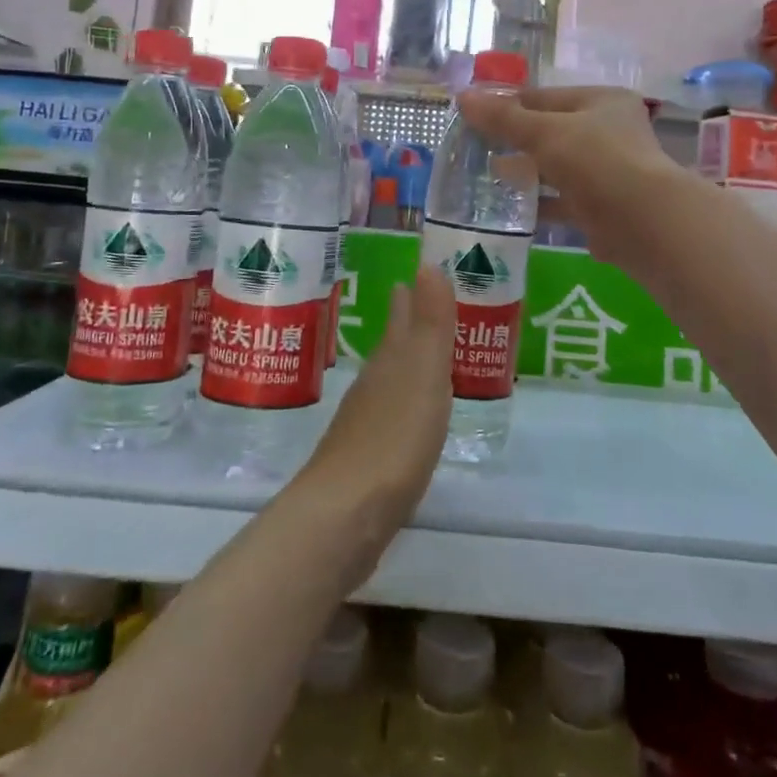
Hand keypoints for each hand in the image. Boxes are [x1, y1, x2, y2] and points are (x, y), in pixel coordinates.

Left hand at [291, 267, 455, 585]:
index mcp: (390, 360)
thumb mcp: (423, 373)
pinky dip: (401, 404)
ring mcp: (364, 422)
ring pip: (387, 380)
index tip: (412, 276)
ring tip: (418, 356)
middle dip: (404, 324)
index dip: (409, 296)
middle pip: (390, 345)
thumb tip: (427, 262)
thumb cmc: (394, 437)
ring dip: (403, 363)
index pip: (400, 317)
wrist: (346, 514)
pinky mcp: (365, 460)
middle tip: (417, 303)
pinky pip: (388, 416)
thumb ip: (430, 322)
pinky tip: (406, 418)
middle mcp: (373, 384)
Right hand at [458, 85, 687, 272]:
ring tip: (488, 176)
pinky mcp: (602, 207)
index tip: (474, 116)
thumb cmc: (596, 161)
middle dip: (515, 140)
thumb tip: (463, 97)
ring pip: (557, 167)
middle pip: (551, 131)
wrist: (643, 222)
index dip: (509, 104)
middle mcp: (608, 132)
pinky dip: (540, 202)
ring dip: (526, 172)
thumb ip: (503, 118)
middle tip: (476, 148)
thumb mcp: (544, 132)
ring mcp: (608, 172)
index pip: (545, 96)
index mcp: (602, 102)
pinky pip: (563, 200)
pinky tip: (511, 207)